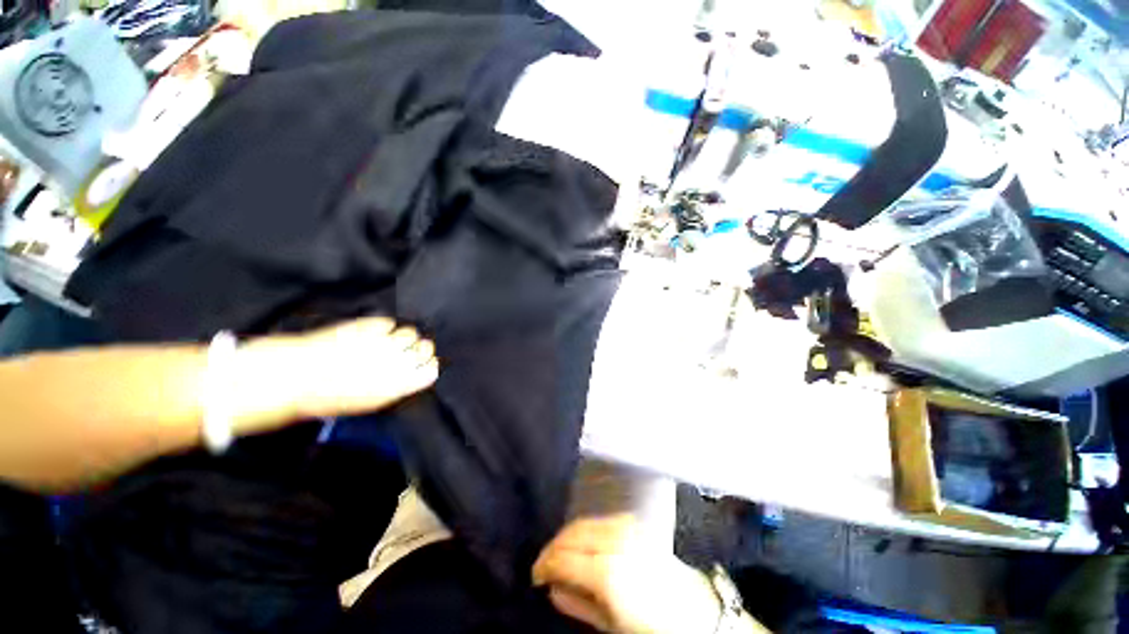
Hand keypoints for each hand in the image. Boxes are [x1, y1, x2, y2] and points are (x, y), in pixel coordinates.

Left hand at [232, 317, 438, 434]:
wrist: (296, 376)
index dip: (429, 366)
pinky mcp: (367, 327)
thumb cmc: (330, 397)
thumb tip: (415, 374)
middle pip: (427, 348)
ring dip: (404, 337)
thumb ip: (399, 387)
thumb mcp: (369, 402)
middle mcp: (396, 361)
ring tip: (390, 341)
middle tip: (410, 351)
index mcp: (398, 384)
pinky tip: (375, 334)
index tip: (424, 365)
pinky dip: (385, 328)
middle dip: (421, 349)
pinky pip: (389, 323)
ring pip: (410, 333)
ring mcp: (382, 342)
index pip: (432, 369)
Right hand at [533, 514, 722, 633]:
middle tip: (543, 564)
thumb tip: (553, 588)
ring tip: (560, 553)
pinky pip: (599, 520)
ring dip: (567, 536)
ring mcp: (626, 527)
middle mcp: (615, 541)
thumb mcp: (611, 625)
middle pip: (572, 534)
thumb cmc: (651, 623)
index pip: (564, 557)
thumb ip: (578, 604)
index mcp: (607, 571)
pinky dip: (585, 528)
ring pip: (584, 522)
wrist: (694, 608)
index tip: (535, 575)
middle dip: (553, 547)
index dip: (544, 564)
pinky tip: (582, 541)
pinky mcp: (634, 523)